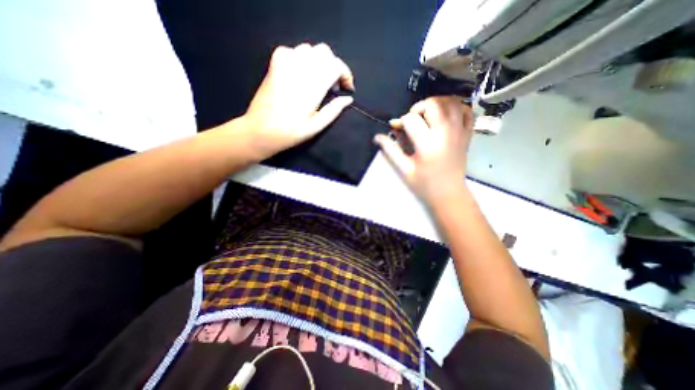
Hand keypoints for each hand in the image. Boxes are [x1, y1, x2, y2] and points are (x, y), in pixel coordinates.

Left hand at [243, 42, 353, 158]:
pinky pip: (294, 51)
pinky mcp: (275, 62)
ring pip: (310, 50)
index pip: (336, 66)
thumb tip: (348, 99)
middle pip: (325, 52)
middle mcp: (300, 67)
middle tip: (333, 87)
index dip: (346, 75)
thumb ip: (334, 110)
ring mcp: (285, 62)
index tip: (347, 88)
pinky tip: (302, 76)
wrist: (260, 130)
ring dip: (319, 63)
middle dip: (333, 67)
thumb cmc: (291, 132)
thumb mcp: (316, 126)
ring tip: (318, 82)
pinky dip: (303, 60)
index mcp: (313, 85)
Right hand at [374, 96, 478, 205]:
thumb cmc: (424, 184)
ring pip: (451, 102)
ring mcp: (459, 131)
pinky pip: (467, 110)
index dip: (400, 121)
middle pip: (433, 104)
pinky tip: (446, 114)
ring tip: (427, 114)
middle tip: (413, 119)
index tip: (396, 128)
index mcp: (427, 143)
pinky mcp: (467, 134)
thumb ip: (391, 150)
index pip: (411, 119)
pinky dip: (456, 106)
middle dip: (418, 108)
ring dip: (437, 102)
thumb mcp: (404, 169)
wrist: (449, 194)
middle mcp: (445, 132)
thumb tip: (377, 137)